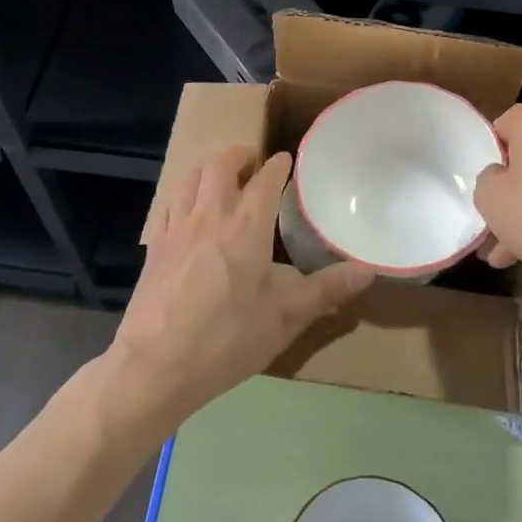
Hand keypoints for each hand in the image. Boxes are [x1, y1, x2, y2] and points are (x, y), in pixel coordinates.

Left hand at [110, 145, 372, 425]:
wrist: (155, 366)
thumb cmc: (225, 341)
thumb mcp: (283, 320)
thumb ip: (324, 291)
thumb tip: (367, 271)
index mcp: (247, 227)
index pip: (265, 179)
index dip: (278, 165)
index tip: (287, 161)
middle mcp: (211, 215)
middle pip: (221, 165)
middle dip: (240, 155)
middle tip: (253, 163)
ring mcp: (177, 228)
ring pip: (190, 177)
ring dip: (209, 169)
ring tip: (221, 178)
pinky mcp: (154, 246)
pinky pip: (169, 203)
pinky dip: (184, 194)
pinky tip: (189, 212)